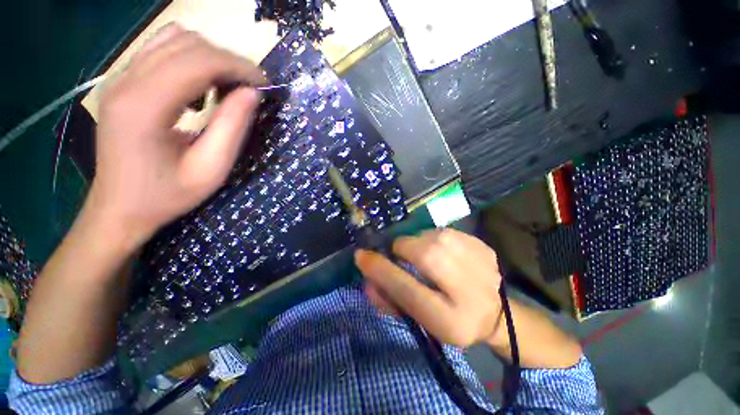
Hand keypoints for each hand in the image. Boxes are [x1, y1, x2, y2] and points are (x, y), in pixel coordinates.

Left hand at [87, 24, 263, 251]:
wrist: (119, 208)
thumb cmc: (166, 196)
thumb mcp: (211, 169)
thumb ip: (232, 128)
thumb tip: (252, 94)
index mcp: (144, 106)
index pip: (198, 61)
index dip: (238, 67)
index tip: (264, 85)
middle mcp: (126, 81)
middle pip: (186, 43)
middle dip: (227, 61)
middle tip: (249, 89)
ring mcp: (119, 78)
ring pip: (173, 40)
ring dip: (209, 58)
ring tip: (226, 88)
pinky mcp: (122, 83)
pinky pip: (161, 51)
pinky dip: (190, 61)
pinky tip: (198, 89)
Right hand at [355, 228, 503, 347]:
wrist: (496, 314)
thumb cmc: (450, 320)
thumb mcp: (420, 321)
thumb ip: (390, 300)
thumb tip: (366, 278)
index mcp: (449, 320)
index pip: (406, 289)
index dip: (380, 270)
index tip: (362, 255)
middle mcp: (468, 290)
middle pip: (424, 255)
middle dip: (402, 249)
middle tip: (399, 254)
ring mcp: (480, 263)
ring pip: (433, 237)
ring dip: (419, 243)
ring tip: (423, 254)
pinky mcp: (483, 246)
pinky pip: (445, 231)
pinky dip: (434, 238)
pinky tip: (442, 252)